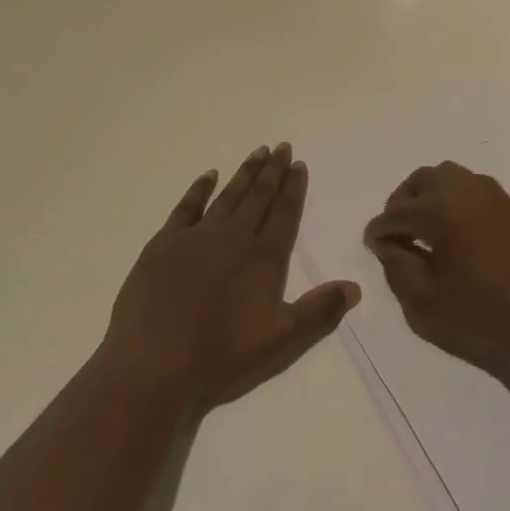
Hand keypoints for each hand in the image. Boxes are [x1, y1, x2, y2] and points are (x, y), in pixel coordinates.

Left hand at [101, 143, 359, 413]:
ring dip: (245, 173)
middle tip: (282, 146)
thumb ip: (319, 312)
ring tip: (258, 151)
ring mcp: (198, 236)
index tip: (298, 164)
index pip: (284, 213)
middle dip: (273, 170)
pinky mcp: (165, 243)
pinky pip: (187, 206)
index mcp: (264, 258)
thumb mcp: (281, 341)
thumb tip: (355, 287)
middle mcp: (234, 237)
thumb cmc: (221, 356)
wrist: (154, 364)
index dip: (293, 188)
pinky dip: (200, 188)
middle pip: (259, 197)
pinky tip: (209, 175)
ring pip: (229, 196)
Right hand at [363, 162, 509, 378]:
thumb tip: (388, 244)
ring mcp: (491, 193)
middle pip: (421, 181)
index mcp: (441, 207)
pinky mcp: (509, 206)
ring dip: (427, 197)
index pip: (397, 212)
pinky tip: (451, 234)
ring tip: (422, 233)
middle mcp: (465, 188)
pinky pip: (468, 189)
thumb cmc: (486, 317)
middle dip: (402, 203)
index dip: (380, 230)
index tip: (372, 245)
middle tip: (396, 234)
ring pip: (446, 178)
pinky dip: (450, 200)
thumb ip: (398, 268)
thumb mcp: (426, 303)